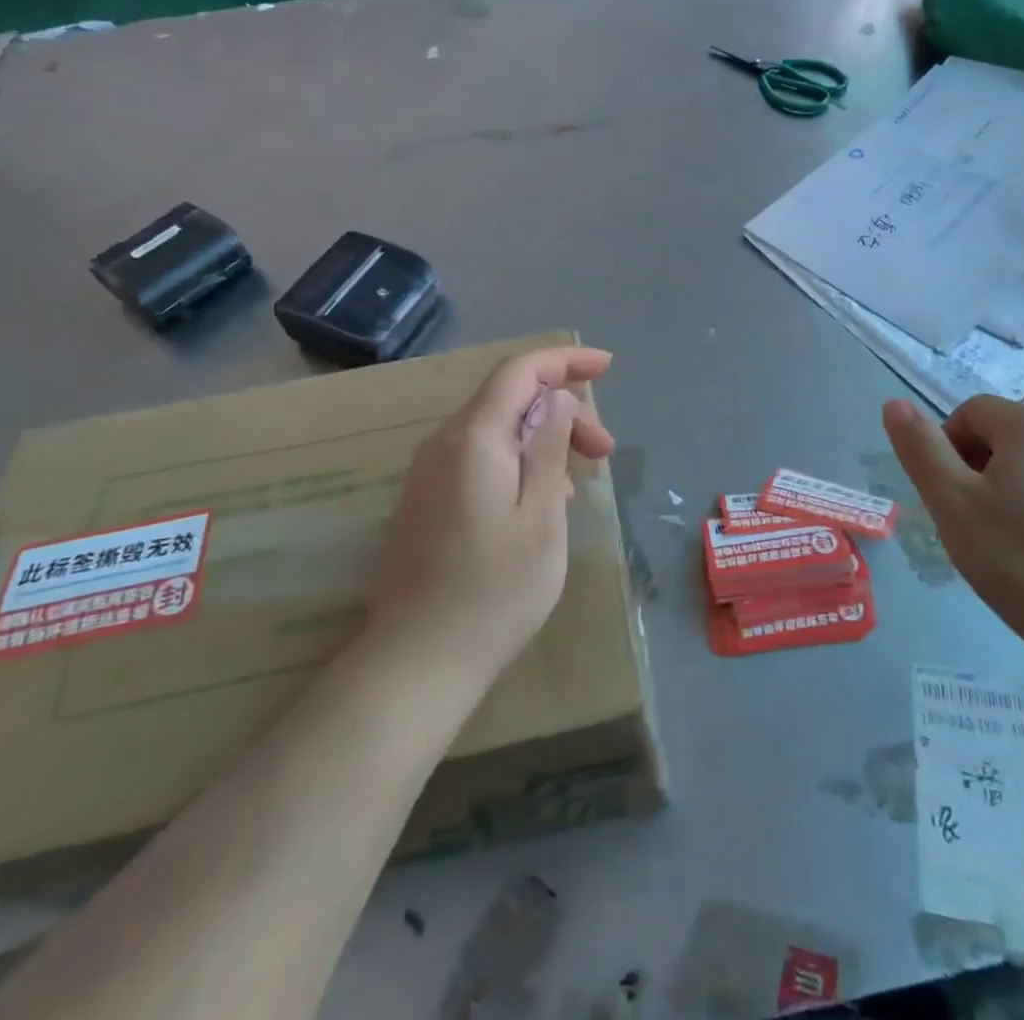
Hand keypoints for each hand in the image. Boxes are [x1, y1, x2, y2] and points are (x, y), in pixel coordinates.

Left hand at [364, 347, 614, 686]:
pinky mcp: (424, 499)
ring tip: (579, 483)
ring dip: (543, 440)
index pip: (520, 371)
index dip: (565, 361)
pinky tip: (540, 500)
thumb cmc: (494, 592)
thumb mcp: (542, 517)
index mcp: (474, 438)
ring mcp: (428, 472)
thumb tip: (557, 398)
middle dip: (563, 412)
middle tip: (605, 452)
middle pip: (510, 400)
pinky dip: (517, 461)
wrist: (416, 661)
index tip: (607, 367)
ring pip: (495, 429)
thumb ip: (549, 448)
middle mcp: (443, 443)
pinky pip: (478, 457)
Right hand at [882, 395, 1023, 651]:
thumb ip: (920, 448)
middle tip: (964, 518)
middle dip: (972, 467)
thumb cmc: (1016, 558)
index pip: (971, 411)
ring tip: (995, 540)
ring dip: (1001, 489)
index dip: (944, 445)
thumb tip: (895, 403)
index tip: (945, 494)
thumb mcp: (950, 501)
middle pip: (1001, 434)